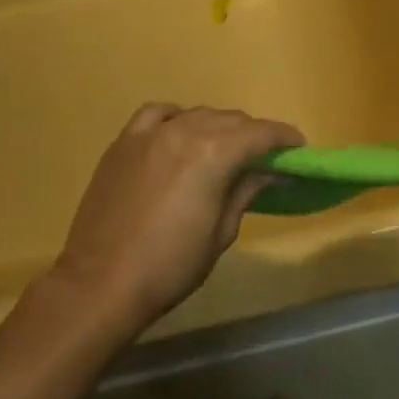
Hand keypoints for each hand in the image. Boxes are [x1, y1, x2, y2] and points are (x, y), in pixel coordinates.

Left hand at [52, 103, 302, 334]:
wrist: (100, 284)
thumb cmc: (170, 266)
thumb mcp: (221, 232)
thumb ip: (245, 191)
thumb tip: (269, 171)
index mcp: (214, 153)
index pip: (260, 134)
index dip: (283, 138)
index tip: (298, 147)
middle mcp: (185, 130)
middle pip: (230, 120)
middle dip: (253, 134)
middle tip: (264, 157)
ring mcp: (150, 133)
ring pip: (197, 114)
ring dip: (218, 127)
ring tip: (224, 148)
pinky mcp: (124, 142)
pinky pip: (157, 115)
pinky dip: (176, 118)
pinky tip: (179, 133)